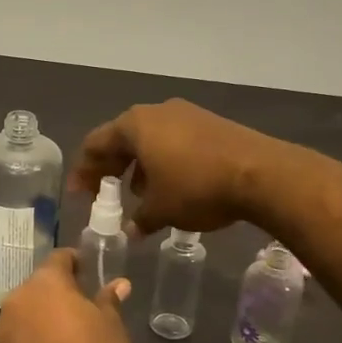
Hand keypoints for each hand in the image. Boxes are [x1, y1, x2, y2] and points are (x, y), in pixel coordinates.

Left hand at [0, 249, 132, 342]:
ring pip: (24, 313)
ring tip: (63, 338)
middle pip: (38, 287)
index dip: (75, 263)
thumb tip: (118, 284)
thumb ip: (108, 301)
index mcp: (45, 283)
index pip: (59, 258)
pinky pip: (16, 340)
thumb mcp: (112, 328)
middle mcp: (17, 299)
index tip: (88, 272)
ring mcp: (1, 329)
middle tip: (80, 309)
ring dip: (40, 318)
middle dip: (56, 294)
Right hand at [69, 99, 278, 237]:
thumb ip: (139, 218)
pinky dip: (163, 162)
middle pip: (122, 139)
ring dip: (138, 166)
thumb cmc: (197, 188)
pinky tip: (170, 186)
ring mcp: (187, 114)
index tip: (79, 194)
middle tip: (103, 192)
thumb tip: (131, 230)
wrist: (261, 174)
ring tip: (137, 194)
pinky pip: (174, 141)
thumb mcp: (161, 210)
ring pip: (150, 140)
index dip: (84, 171)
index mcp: (135, 125)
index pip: (96, 144)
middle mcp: (157, 112)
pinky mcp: (211, 124)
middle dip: (110, 167)